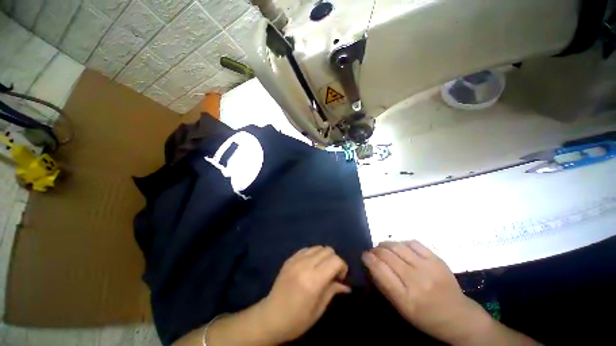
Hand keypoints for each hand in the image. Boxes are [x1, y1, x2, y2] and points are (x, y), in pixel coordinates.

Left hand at [257, 246, 350, 343]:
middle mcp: (304, 265)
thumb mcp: (318, 310)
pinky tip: (310, 266)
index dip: (342, 267)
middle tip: (332, 274)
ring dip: (323, 256)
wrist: (270, 317)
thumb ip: (332, 291)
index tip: (340, 278)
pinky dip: (312, 254)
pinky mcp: (289, 259)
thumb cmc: (296, 320)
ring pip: (317, 247)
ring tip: (321, 269)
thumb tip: (346, 286)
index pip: (335, 260)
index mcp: (313, 280)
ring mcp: (295, 260)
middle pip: (327, 250)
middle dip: (334, 260)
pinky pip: (306, 249)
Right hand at [362, 241, 492, 344]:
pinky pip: (413, 243)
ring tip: (382, 247)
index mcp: (405, 298)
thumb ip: (384, 285)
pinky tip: (400, 247)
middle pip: (387, 256)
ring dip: (385, 244)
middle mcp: (416, 280)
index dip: (368, 259)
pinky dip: (402, 243)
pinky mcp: (437, 259)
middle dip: (375, 250)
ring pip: (398, 246)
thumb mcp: (401, 308)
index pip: (380, 270)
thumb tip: (371, 264)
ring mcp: (428, 267)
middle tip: (372, 251)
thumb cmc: (425, 316)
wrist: (458, 316)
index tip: (364, 255)